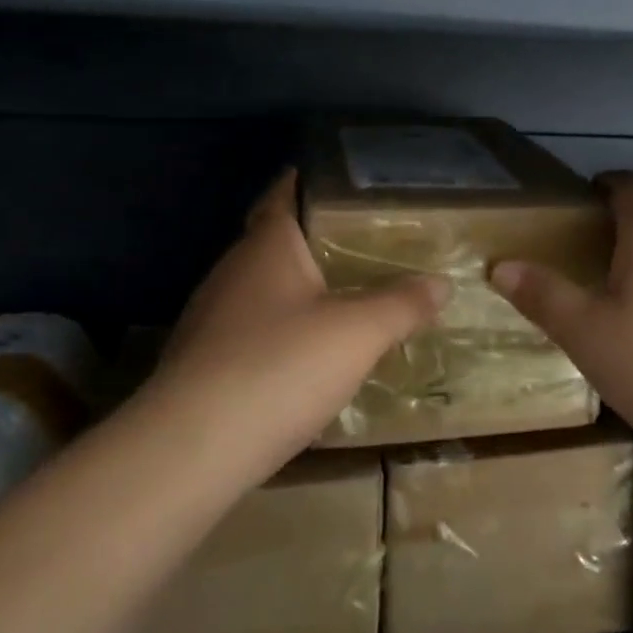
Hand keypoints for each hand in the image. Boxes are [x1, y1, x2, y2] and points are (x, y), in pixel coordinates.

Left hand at [140, 169, 448, 482]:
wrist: (191, 450)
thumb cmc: (280, 367)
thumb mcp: (358, 333)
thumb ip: (402, 304)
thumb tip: (442, 284)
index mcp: (267, 246)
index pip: (286, 193)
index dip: (313, 181)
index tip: (351, 184)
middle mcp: (233, 271)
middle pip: (278, 241)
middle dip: (319, 240)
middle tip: (370, 244)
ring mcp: (212, 317)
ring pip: (266, 289)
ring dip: (303, 289)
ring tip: (350, 296)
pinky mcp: (204, 361)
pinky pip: (255, 330)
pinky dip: (285, 330)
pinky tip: (311, 355)